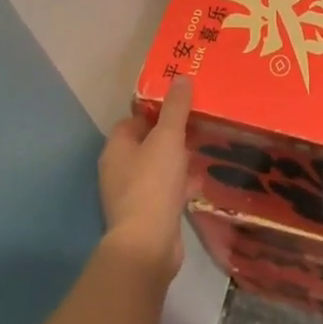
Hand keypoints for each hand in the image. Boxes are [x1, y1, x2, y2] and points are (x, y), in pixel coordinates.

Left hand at [98, 77, 193, 281]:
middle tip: (199, 121)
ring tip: (205, 146)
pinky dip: (182, 182)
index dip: (156, 109)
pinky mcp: (149, 214)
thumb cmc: (153, 184)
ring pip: (159, 167)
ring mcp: (133, 194)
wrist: (148, 246)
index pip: (134, 119)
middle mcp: (119, 169)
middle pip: (147, 142)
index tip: (181, 102)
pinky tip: (202, 178)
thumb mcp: (168, 138)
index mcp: (117, 148)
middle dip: (171, 133)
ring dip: (179, 158)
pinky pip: (167, 190)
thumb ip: (175, 108)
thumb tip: (181, 77)